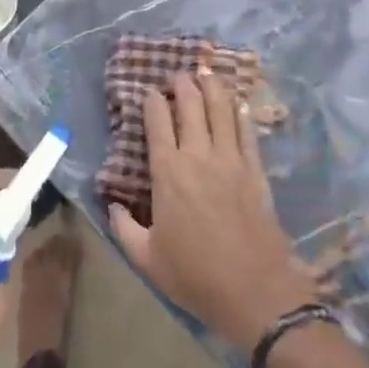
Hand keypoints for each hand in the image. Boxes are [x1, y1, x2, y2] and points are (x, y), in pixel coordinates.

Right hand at [110, 72, 318, 353]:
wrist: (256, 293)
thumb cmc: (196, 276)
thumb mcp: (147, 259)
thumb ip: (124, 229)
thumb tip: (112, 206)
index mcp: (168, 172)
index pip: (157, 122)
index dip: (152, 101)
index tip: (148, 93)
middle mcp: (199, 156)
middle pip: (191, 106)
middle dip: (182, 85)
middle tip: (177, 75)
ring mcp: (231, 161)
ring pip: (222, 111)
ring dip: (213, 88)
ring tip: (206, 73)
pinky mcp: (256, 172)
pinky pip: (248, 133)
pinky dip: (241, 114)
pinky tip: (238, 103)